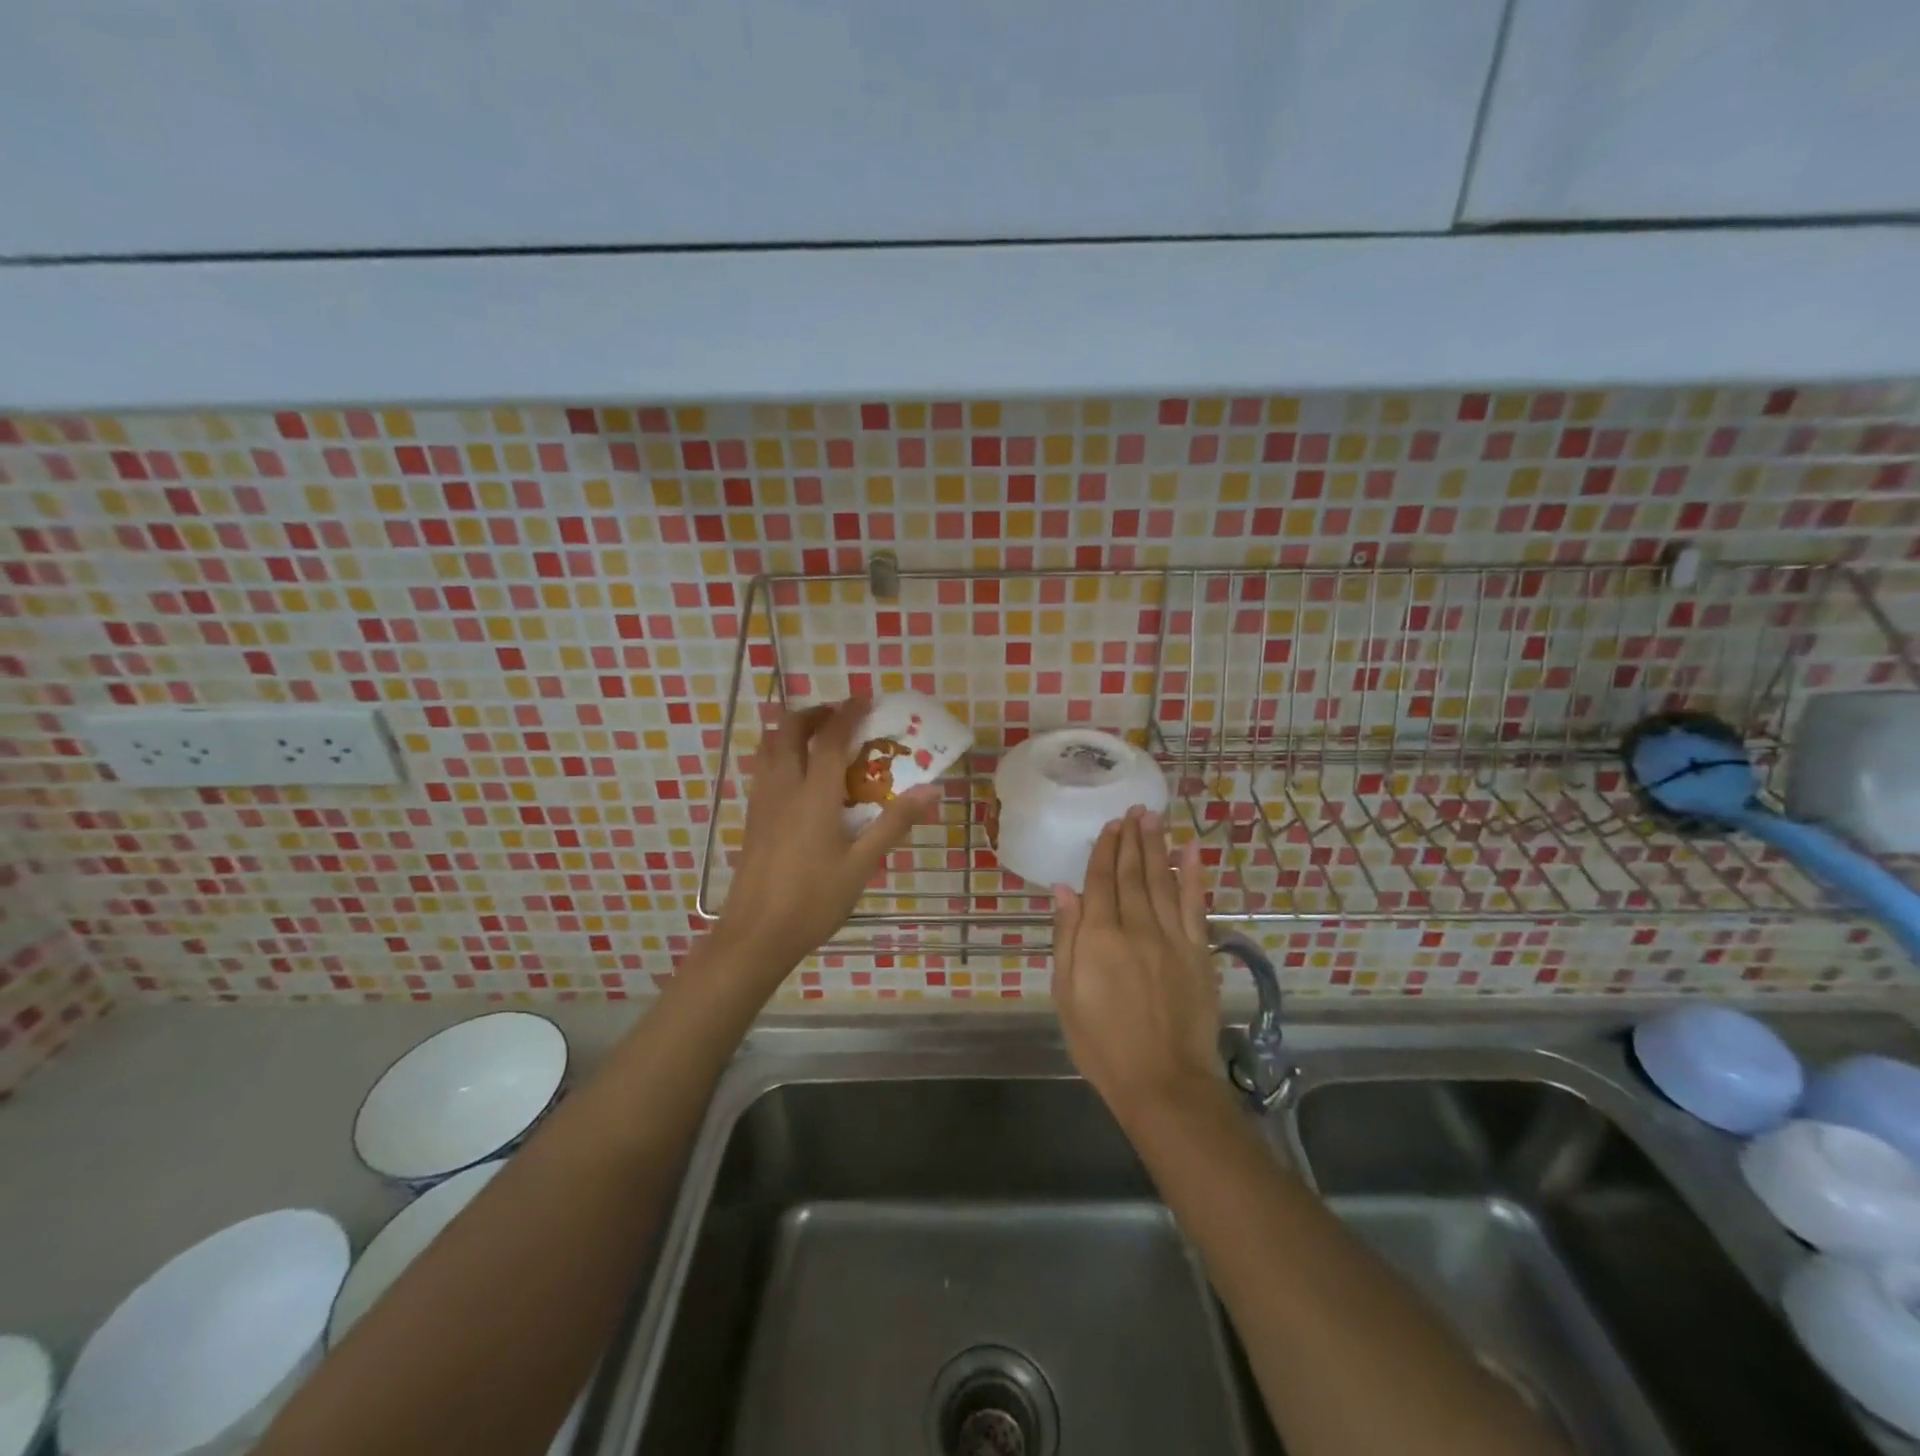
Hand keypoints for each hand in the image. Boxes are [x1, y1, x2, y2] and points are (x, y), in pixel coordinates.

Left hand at [715, 698, 936, 981]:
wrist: (756, 935)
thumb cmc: (813, 900)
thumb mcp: (862, 865)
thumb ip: (894, 824)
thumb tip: (932, 791)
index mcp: (814, 795)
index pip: (830, 738)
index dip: (848, 713)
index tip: (865, 699)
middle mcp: (783, 787)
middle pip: (788, 729)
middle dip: (813, 714)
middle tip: (840, 717)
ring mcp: (762, 801)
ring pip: (769, 746)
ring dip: (792, 730)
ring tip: (819, 738)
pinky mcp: (752, 817)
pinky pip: (763, 768)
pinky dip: (780, 753)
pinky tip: (799, 777)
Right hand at [1052, 808, 1224, 1126]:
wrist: (1163, 1082)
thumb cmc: (1102, 1044)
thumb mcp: (1067, 995)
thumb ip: (1067, 938)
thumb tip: (1064, 890)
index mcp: (1099, 937)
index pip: (1100, 882)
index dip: (1104, 851)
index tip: (1109, 826)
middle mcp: (1136, 927)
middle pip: (1132, 874)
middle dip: (1131, 840)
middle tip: (1134, 811)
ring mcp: (1172, 937)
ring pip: (1162, 880)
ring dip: (1157, 847)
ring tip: (1154, 819)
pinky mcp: (1199, 952)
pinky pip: (1196, 905)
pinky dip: (1193, 875)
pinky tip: (1191, 851)